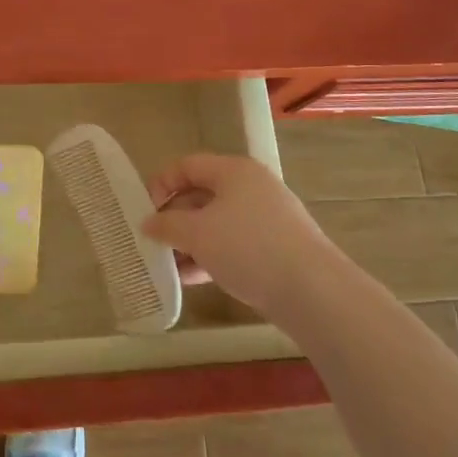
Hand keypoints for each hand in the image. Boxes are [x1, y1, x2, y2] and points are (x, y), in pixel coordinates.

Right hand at [142, 153, 337, 319]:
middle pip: (202, 194)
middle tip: (154, 241)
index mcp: (234, 171)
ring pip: (217, 224)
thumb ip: (167, 225)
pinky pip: (234, 245)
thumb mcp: (197, 233)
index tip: (145, 211)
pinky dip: (211, 257)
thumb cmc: (248, 248)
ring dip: (190, 242)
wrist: (313, 291)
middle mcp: (252, 188)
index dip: (161, 184)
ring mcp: (267, 219)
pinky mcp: (276, 248)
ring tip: (168, 265)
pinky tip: (192, 279)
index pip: (187, 165)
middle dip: (174, 219)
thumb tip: (148, 223)